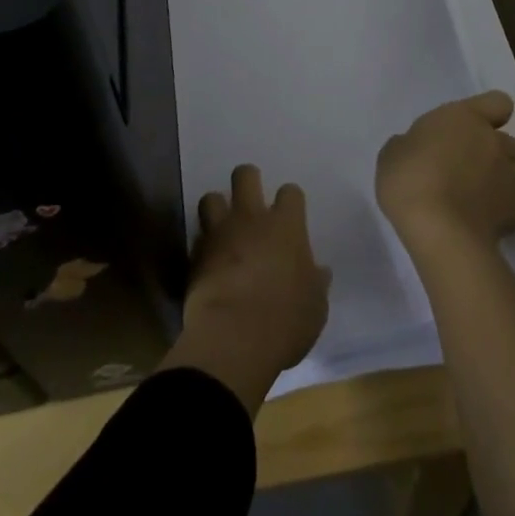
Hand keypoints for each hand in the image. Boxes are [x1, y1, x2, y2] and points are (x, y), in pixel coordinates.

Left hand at [163, 165, 329, 412]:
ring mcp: (220, 234)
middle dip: (248, 179)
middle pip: (245, 176)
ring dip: (217, 208)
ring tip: (223, 225)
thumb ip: (315, 282)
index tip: (291, 213)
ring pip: (211, 198)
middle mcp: (251, 219)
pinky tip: (209, 259)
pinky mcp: (195, 256)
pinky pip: (198, 237)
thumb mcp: (315, 306)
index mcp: (286, 226)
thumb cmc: (285, 321)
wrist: (233, 339)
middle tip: (251, 197)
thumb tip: (319, 272)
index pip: (291, 193)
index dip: (290, 200)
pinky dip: (204, 244)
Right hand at [376, 91, 514, 256]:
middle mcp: (495, 143)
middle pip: (511, 143)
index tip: (475, 127)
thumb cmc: (408, 177)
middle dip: (498, 155)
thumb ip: (411, 145)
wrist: (436, 225)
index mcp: (465, 118)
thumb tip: (416, 150)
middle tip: (473, 172)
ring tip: (495, 199)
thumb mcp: (393, 153)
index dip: (491, 113)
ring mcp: (511, 178)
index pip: (498, 102)